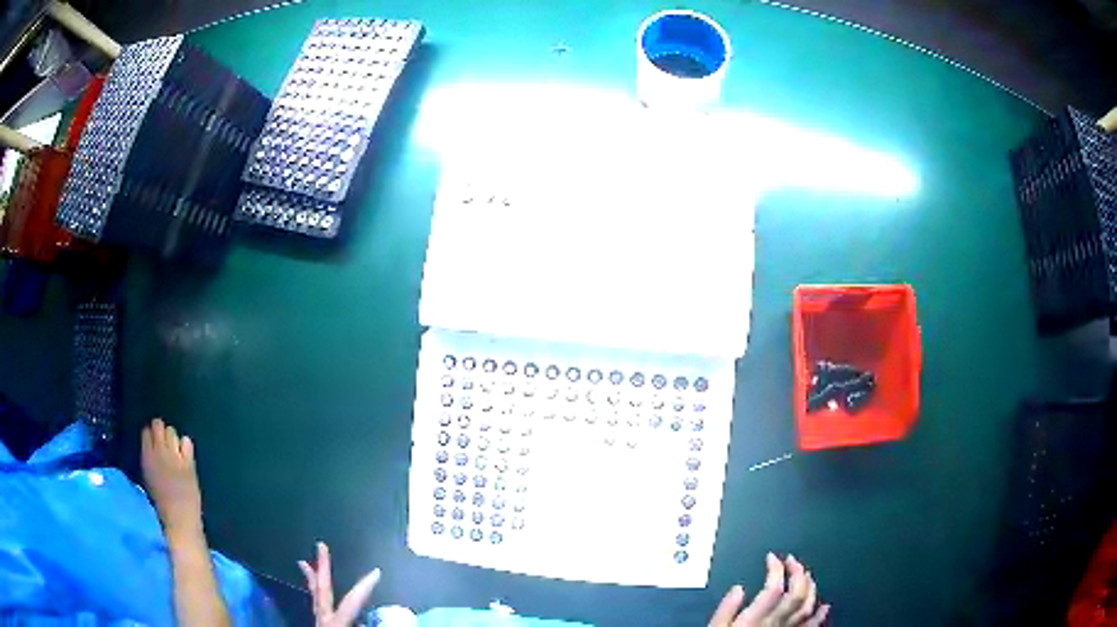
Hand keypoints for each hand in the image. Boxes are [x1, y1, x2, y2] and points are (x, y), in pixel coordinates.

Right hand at [141, 418, 202, 539]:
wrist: (179, 519)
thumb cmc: (161, 504)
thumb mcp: (147, 478)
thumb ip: (149, 460)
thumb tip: (151, 449)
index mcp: (146, 457)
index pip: (146, 432)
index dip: (150, 433)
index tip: (152, 438)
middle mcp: (159, 452)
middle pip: (159, 426)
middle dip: (160, 430)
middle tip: (163, 439)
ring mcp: (175, 456)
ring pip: (172, 431)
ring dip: (172, 437)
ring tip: (174, 447)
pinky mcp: (189, 463)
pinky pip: (187, 442)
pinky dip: (185, 445)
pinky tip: (184, 454)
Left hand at [298, 542, 380, 626]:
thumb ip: (371, 624)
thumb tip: (390, 618)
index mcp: (334, 622)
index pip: (351, 600)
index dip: (364, 585)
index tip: (376, 571)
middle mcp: (323, 618)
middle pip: (322, 589)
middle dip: (322, 567)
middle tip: (320, 545)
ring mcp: (317, 621)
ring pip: (314, 596)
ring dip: (312, 579)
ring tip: (304, 563)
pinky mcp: (317, 625)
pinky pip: (315, 605)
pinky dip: (315, 595)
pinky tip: (316, 594)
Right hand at [709, 553, 828, 626]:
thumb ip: (725, 610)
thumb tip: (738, 588)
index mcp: (754, 620)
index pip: (775, 588)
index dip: (777, 568)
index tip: (772, 558)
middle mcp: (775, 624)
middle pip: (796, 594)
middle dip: (797, 573)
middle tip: (791, 560)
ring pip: (808, 607)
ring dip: (810, 587)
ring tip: (806, 575)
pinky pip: (812, 626)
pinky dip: (820, 613)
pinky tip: (825, 605)